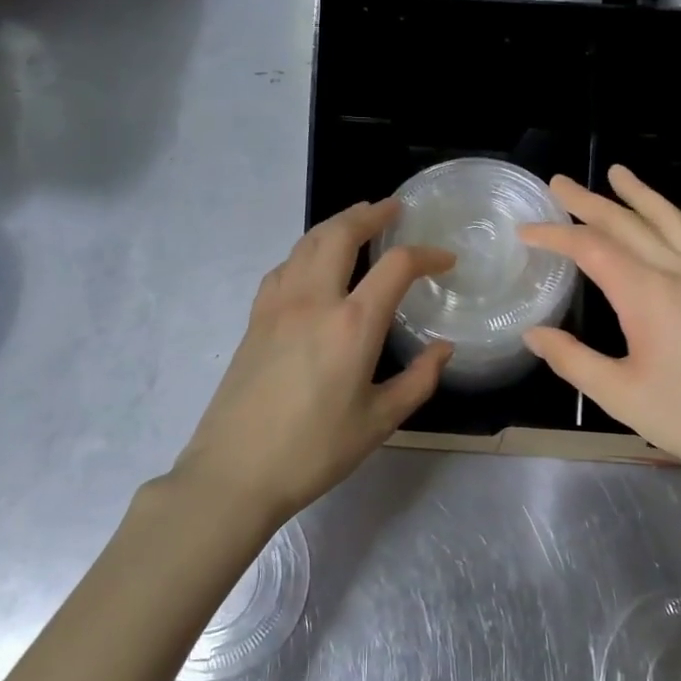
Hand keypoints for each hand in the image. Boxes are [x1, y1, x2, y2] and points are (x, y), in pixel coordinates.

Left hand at [171, 199, 453, 531]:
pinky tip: (312, 265)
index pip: (396, 266)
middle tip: (393, 209)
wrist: (235, 471)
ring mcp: (277, 304)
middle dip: (371, 214)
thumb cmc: (314, 451)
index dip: (427, 255)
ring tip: (356, 222)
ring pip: (307, 243)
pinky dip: (306, 251)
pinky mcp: (255, 318)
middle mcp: (313, 300)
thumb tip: (443, 349)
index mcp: (352, 324)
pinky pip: (284, 266)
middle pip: (341, 233)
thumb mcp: (379, 422)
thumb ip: (418, 380)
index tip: (445, 260)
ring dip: (336, 225)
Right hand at [519, 165, 680, 494]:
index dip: (555, 234)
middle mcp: (680, 273)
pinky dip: (673, 217)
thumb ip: (573, 360)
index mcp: (649, 295)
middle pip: (629, 224)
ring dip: (638, 195)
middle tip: (559, 182)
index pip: (592, 248)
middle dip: (589, 201)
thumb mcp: (621, 395)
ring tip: (618, 173)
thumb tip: (533, 334)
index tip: (525, 229)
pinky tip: (669, 218)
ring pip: (668, 221)